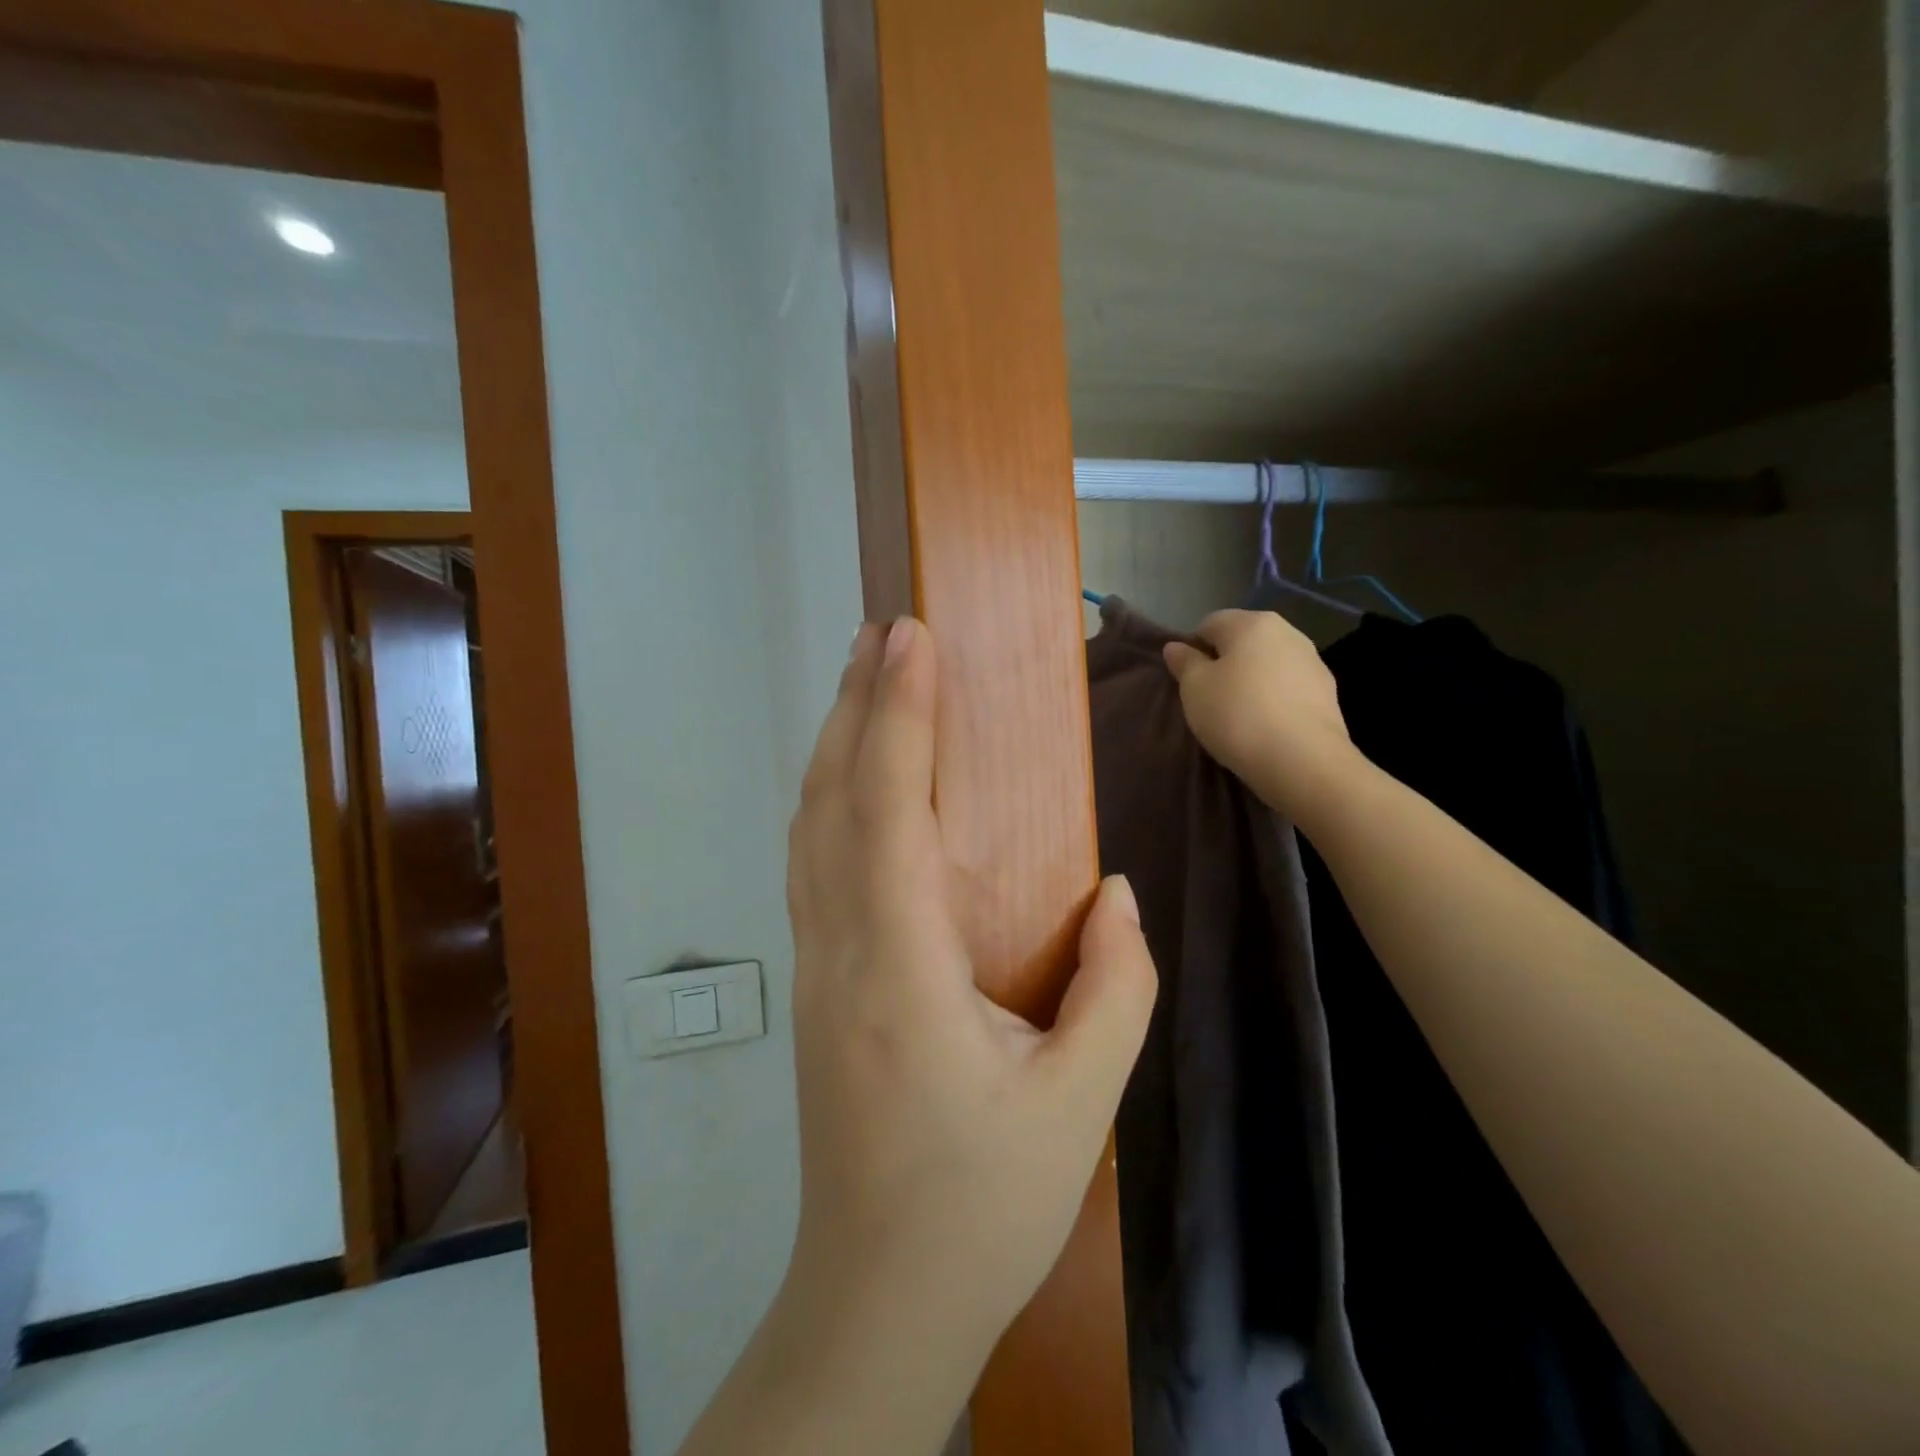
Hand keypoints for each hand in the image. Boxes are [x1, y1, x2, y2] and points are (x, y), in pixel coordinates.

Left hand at [785, 617, 1157, 1364]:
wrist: (878, 1298)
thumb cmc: (982, 1205)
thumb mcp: (1081, 1104)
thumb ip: (1115, 987)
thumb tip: (1113, 893)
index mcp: (899, 969)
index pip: (888, 809)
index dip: (897, 714)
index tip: (910, 640)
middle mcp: (840, 951)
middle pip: (831, 800)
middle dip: (855, 705)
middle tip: (880, 633)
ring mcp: (816, 967)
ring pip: (810, 829)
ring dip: (834, 746)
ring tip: (862, 682)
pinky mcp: (818, 985)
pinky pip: (812, 866)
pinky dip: (827, 800)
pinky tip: (850, 781)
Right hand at [1164, 608, 1357, 825]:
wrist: (1303, 761)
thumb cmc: (1238, 716)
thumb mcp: (1194, 689)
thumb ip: (1184, 662)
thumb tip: (1176, 646)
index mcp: (1251, 623)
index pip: (1210, 624)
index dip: (1193, 650)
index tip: (1189, 682)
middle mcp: (1287, 632)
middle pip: (1243, 642)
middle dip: (1225, 664)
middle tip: (1211, 700)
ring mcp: (1313, 662)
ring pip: (1268, 665)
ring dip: (1252, 682)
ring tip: (1241, 717)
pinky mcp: (1328, 693)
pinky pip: (1288, 688)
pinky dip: (1274, 700)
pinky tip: (1267, 727)